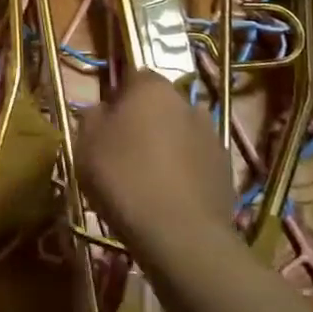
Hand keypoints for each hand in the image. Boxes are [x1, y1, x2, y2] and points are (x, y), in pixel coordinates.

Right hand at [78, 71, 240, 251]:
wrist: (181, 235)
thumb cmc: (125, 178)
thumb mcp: (86, 144)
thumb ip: (92, 116)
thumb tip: (104, 110)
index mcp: (152, 88)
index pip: (135, 75)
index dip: (119, 96)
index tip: (106, 123)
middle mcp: (187, 103)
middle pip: (160, 104)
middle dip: (145, 120)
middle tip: (123, 151)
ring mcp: (212, 137)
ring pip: (180, 132)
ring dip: (166, 145)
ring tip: (147, 178)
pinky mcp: (226, 170)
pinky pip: (196, 161)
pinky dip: (184, 171)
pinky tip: (169, 197)